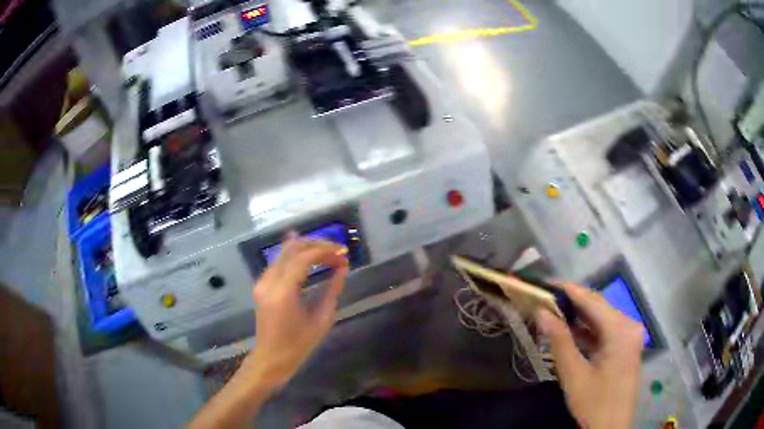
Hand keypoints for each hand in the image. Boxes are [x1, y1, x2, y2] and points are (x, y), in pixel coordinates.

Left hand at [246, 238, 349, 388]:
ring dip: (306, 248)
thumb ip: (332, 290)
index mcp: (283, 292)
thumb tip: (343, 267)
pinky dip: (295, 255)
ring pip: (284, 252)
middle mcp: (269, 281)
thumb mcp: (321, 320)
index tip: (343, 252)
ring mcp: (262, 282)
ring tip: (328, 253)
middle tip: (337, 251)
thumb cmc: (298, 345)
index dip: (325, 250)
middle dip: (316, 245)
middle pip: (292, 249)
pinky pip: (279, 261)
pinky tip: (308, 253)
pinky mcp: (262, 285)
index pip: (303, 258)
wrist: (271, 358)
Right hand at [536, 282, 643, 428]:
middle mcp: (629, 326)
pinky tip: (570, 331)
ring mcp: (630, 336)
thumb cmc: (594, 403)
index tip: (545, 283)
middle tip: (545, 300)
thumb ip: (559, 341)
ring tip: (553, 314)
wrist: (612, 428)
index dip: (568, 290)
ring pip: (601, 319)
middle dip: (572, 303)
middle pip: (598, 307)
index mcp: (621, 330)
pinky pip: (605, 331)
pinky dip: (588, 331)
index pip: (592, 301)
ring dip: (578, 317)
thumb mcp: (574, 374)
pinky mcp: (626, 346)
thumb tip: (542, 312)